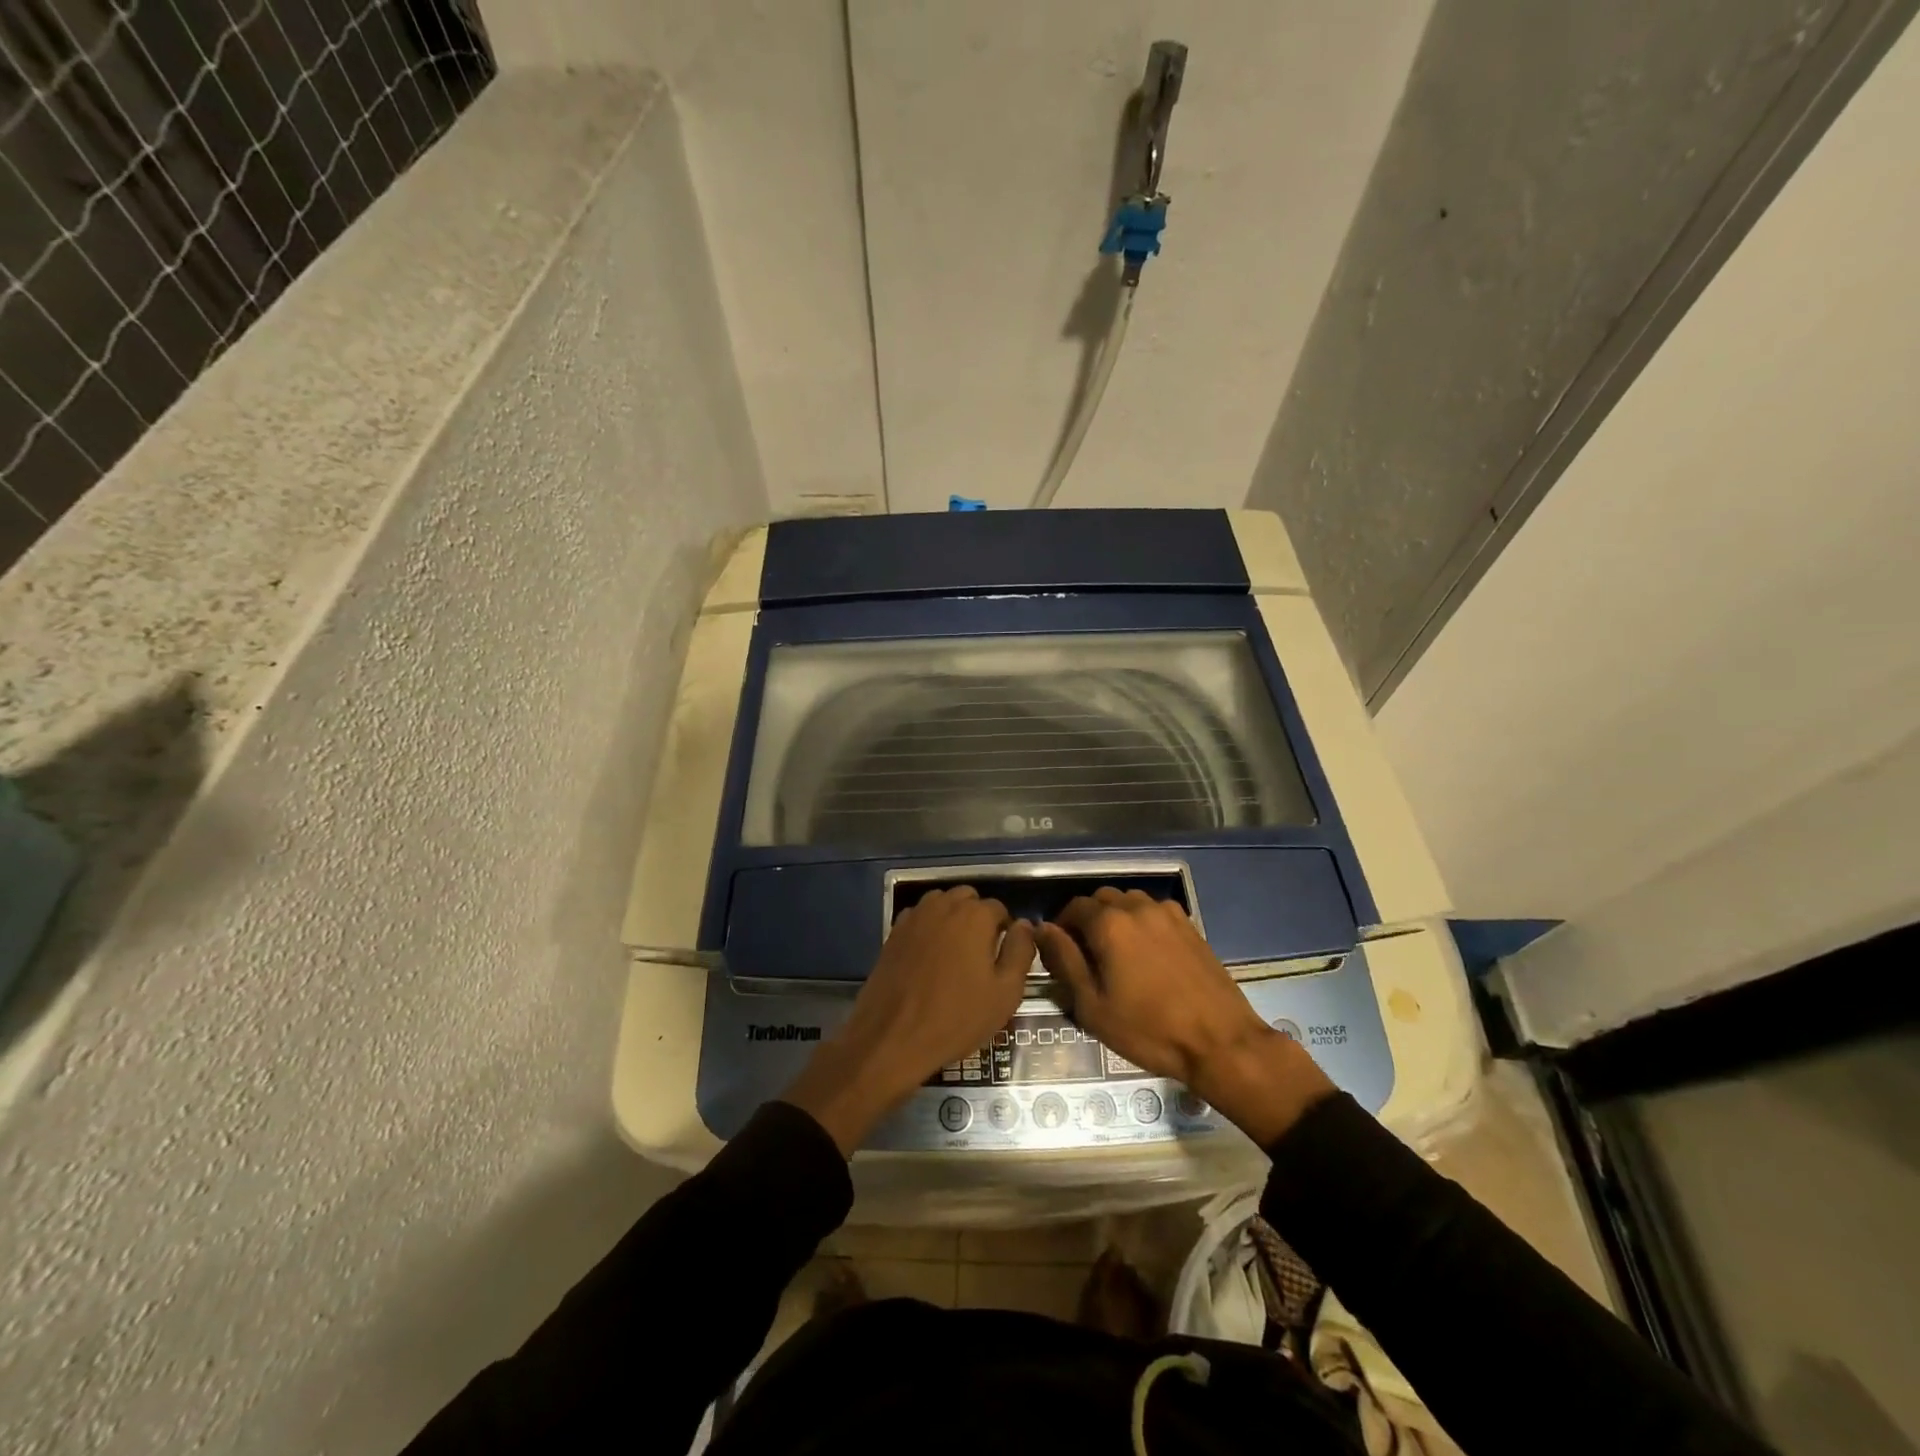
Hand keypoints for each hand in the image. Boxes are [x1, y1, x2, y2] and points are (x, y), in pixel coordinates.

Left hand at [785, 887, 1033, 1154]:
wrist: (893, 1037)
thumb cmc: (957, 1018)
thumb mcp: (1005, 992)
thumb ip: (1020, 951)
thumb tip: (1024, 925)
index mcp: (974, 916)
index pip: (999, 909)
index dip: (1005, 931)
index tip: (1003, 958)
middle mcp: (944, 906)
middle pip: (968, 898)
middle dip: (978, 918)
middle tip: (980, 955)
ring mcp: (915, 917)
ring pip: (941, 903)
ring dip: (952, 917)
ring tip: (955, 953)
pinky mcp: (894, 932)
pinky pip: (918, 917)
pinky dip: (928, 926)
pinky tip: (929, 955)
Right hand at [1035, 888, 1334, 1145]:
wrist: (1220, 1041)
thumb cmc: (1148, 1029)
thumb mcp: (1093, 1005)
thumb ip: (1065, 960)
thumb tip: (1043, 929)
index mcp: (1109, 923)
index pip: (1072, 908)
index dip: (1060, 926)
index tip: (1059, 951)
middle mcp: (1137, 907)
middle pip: (1101, 899)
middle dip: (1087, 919)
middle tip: (1086, 954)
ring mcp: (1167, 913)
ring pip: (1129, 901)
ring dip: (1115, 917)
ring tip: (1116, 952)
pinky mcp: (1190, 925)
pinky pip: (1154, 911)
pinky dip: (1141, 922)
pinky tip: (1146, 953)